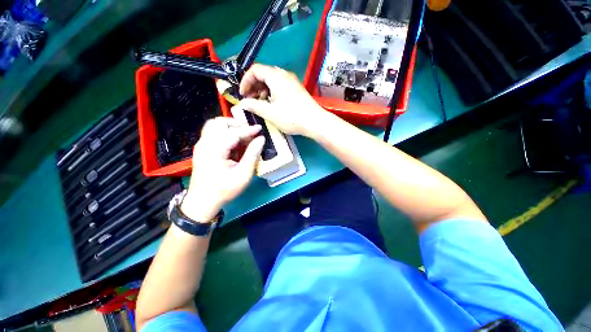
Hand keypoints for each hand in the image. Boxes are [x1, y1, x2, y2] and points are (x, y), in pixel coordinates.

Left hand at [181, 117, 264, 221]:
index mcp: (215, 150)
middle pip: (219, 123)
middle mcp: (205, 143)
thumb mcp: (243, 174)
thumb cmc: (224, 190)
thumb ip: (252, 155)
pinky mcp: (202, 149)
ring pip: (214, 126)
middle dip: (236, 124)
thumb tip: (261, 139)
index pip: (233, 133)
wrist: (202, 201)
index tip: (260, 129)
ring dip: (230, 127)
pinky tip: (234, 144)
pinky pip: (213, 133)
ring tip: (243, 136)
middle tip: (250, 132)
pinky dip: (225, 133)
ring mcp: (201, 145)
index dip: (248, 130)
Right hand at [237, 64, 331, 137]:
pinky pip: (280, 86)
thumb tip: (242, 103)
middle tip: (250, 100)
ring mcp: (291, 81)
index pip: (254, 70)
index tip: (242, 94)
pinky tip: (272, 104)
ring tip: (260, 103)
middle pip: (263, 74)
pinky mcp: (296, 89)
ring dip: (262, 90)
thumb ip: (254, 106)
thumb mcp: (270, 113)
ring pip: (272, 80)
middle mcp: (284, 74)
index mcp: (276, 76)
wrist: (315, 122)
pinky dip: (272, 92)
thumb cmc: (291, 117)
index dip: (245, 81)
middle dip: (253, 86)